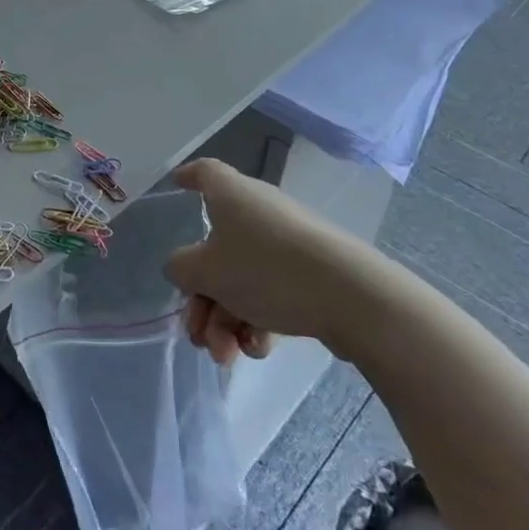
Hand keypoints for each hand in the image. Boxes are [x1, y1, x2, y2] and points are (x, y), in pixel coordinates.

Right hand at [163, 157, 382, 361]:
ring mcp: (287, 243)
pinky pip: (272, 292)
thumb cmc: (265, 269)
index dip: (188, 177)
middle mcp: (258, 211)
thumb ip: (180, 268)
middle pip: (216, 248)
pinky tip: (257, 349)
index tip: (177, 185)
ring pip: (242, 279)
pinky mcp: (312, 273)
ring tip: (226, 356)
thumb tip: (184, 267)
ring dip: (225, 319)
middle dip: (202, 297)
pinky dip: (258, 320)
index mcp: (230, 194)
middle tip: (197, 333)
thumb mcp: (205, 271)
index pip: (205, 173)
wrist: (351, 297)